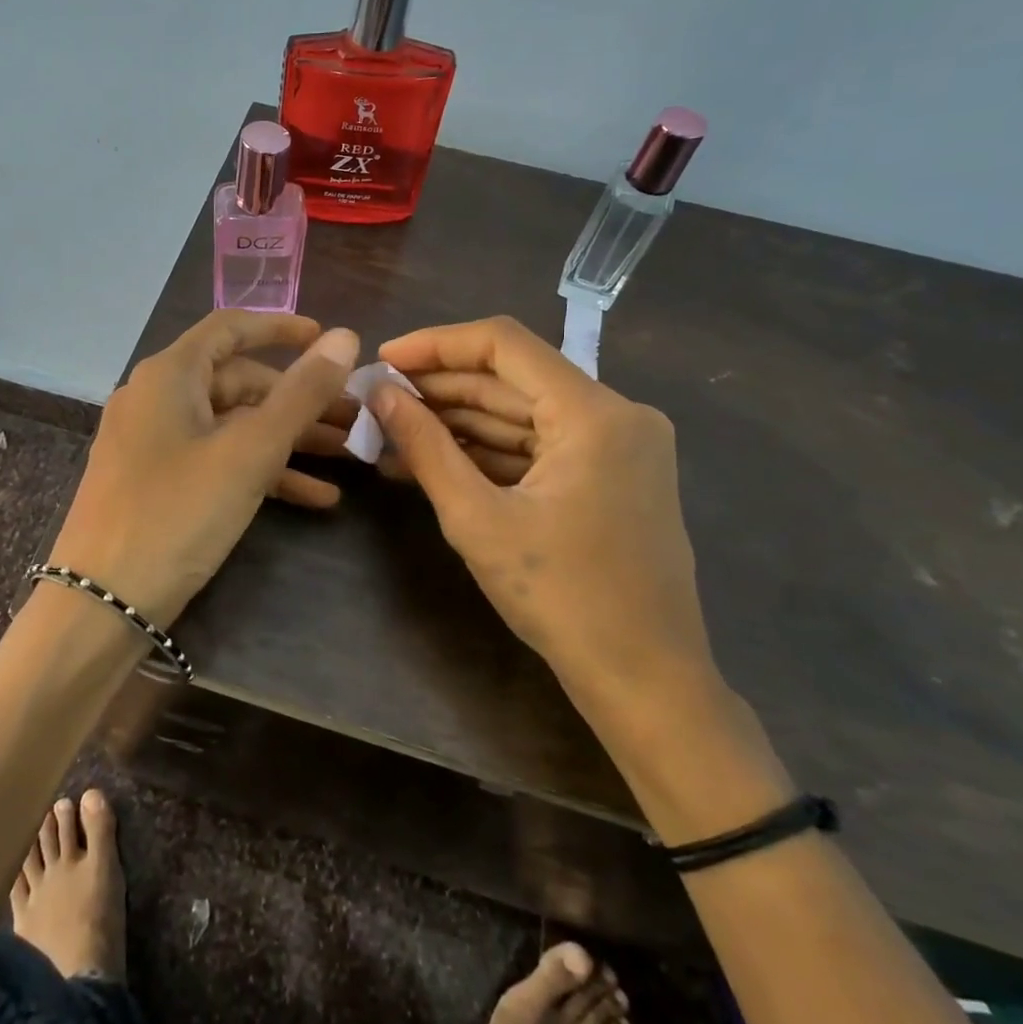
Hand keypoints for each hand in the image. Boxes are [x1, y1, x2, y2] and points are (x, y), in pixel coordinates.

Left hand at [50, 311, 359, 624]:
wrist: (102, 603)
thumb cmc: (177, 513)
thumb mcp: (249, 452)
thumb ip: (301, 393)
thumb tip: (346, 336)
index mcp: (170, 375)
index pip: (230, 328)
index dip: (282, 328)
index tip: (330, 341)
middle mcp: (157, 398)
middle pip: (239, 382)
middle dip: (300, 400)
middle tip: (354, 418)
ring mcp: (154, 443)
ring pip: (233, 426)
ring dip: (289, 439)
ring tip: (347, 456)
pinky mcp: (158, 483)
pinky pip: (217, 462)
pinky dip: (262, 472)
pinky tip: (316, 498)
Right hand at [371, 316, 716, 724]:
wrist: (645, 679)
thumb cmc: (561, 598)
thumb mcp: (477, 519)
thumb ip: (425, 447)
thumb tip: (378, 394)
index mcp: (593, 413)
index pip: (504, 344)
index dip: (436, 345)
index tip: (383, 361)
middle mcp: (616, 413)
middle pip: (512, 379)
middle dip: (440, 389)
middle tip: (378, 402)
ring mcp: (619, 446)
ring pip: (522, 413)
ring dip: (459, 423)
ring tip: (391, 435)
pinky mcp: (612, 475)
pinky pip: (539, 446)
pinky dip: (489, 452)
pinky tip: (434, 462)